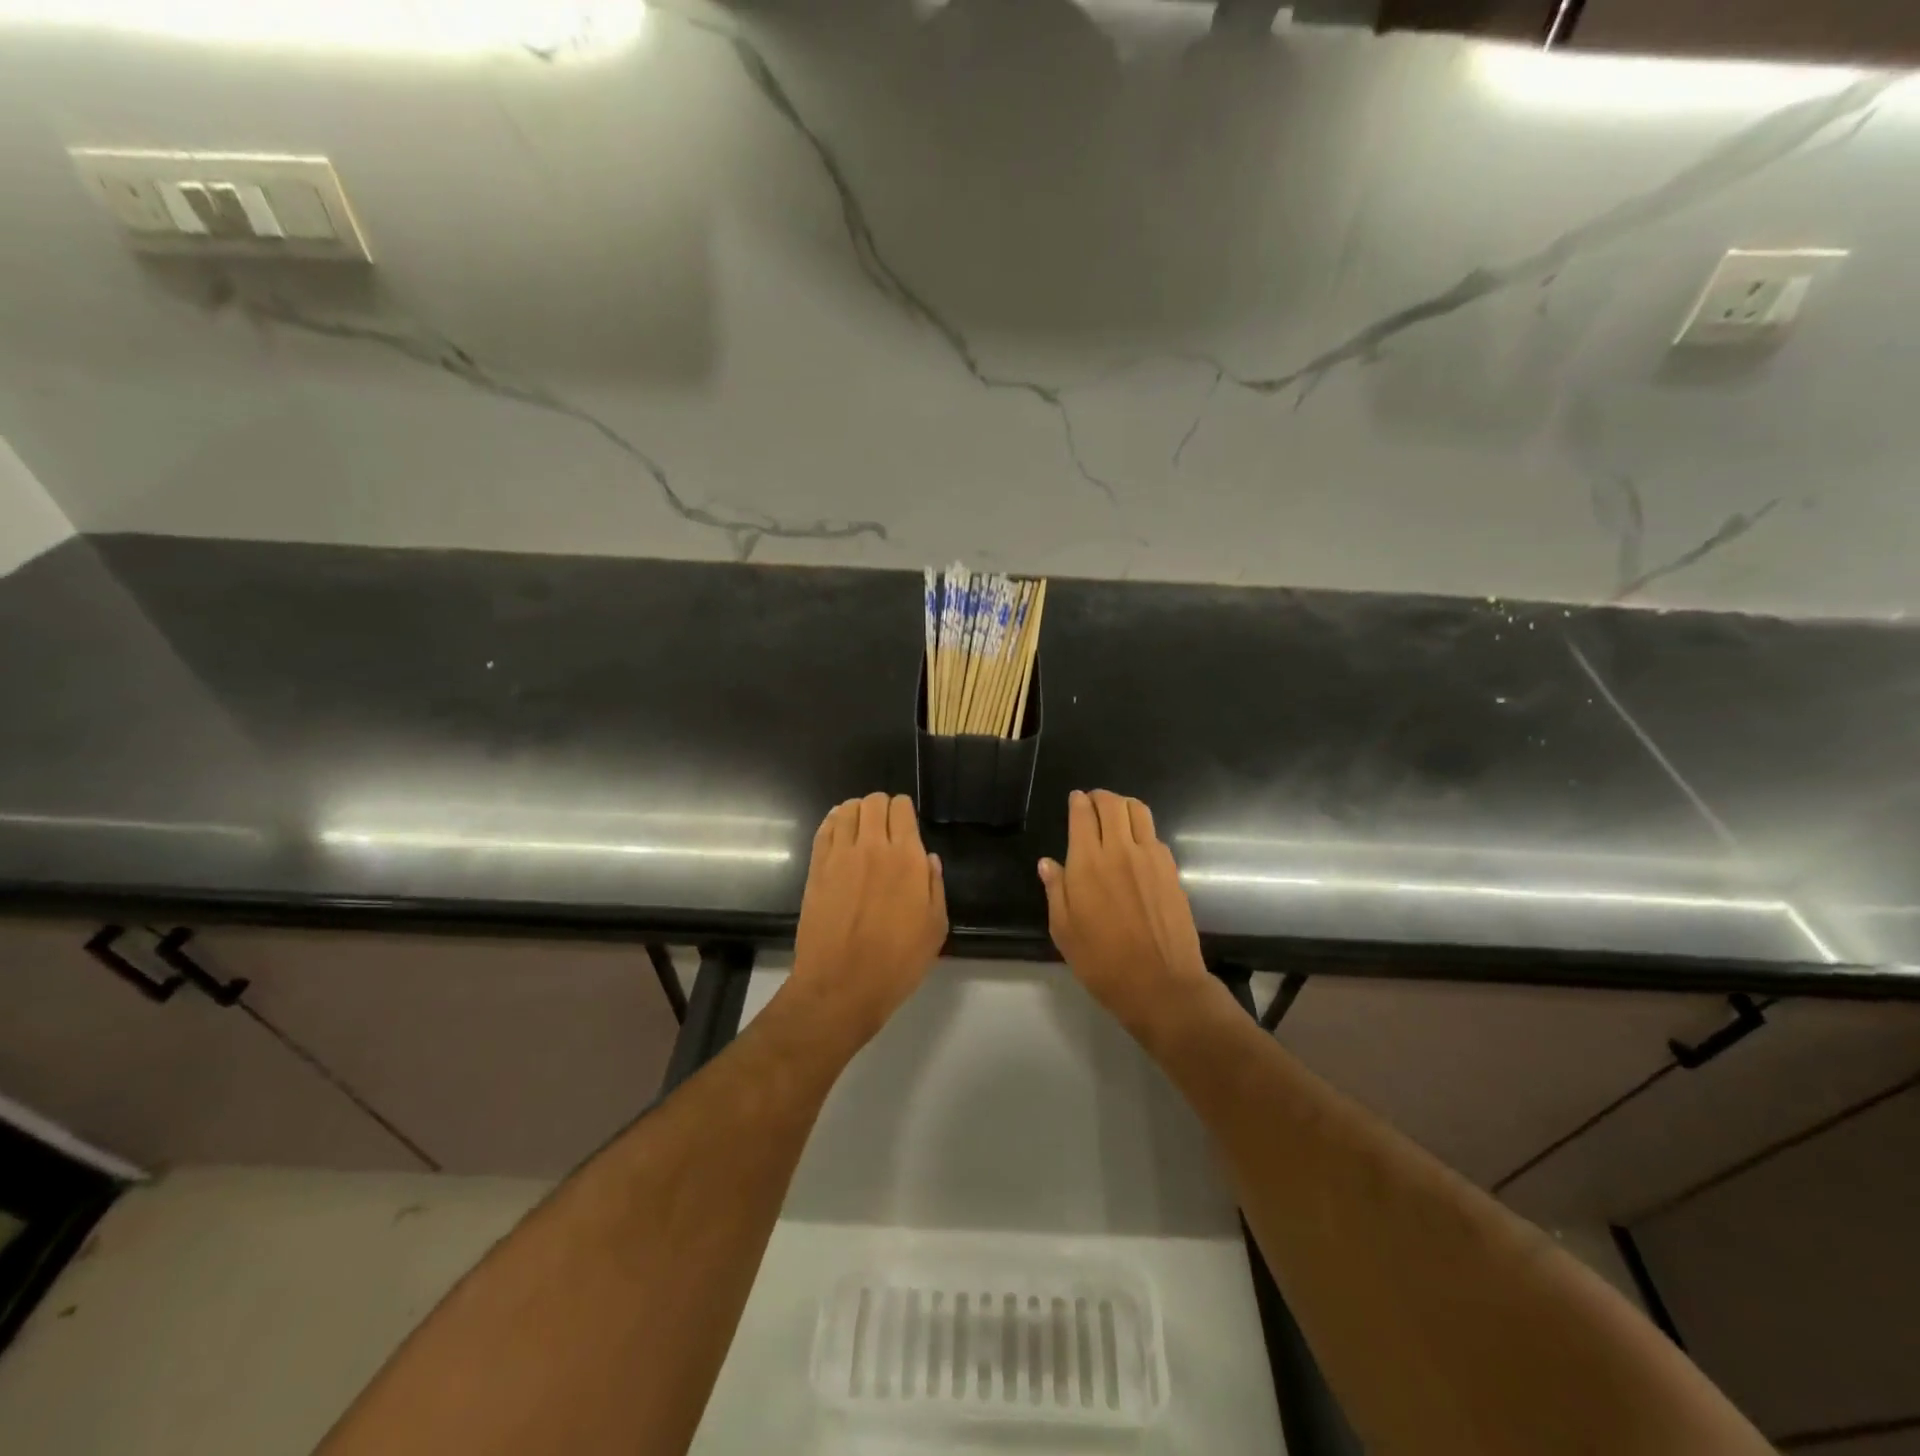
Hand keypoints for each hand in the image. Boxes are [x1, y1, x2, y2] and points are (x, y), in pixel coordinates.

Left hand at [789, 793, 946, 1044]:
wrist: (841, 986)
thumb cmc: (897, 962)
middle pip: (873, 801)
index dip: (904, 811)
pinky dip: (834, 822)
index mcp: (907, 858)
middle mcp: (873, 847)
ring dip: (857, 812)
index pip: (902, 808)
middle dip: (882, 807)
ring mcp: (840, 855)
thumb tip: (928, 858)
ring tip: (861, 829)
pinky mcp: (816, 868)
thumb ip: (934, 886)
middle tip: (884, 828)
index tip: (905, 827)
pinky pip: (824, 828)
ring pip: (847, 809)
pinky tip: (840, 834)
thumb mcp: (935, 928)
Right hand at [1040, 790, 1213, 1037]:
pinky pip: (1155, 835)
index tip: (1075, 800)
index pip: (1082, 814)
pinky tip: (1136, 847)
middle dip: (1100, 797)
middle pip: (1112, 804)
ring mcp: (1150, 858)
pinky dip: (1142, 830)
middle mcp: (1119, 851)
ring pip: (1139, 811)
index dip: (1077, 802)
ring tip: (1116, 816)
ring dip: (1124, 806)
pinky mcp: (1171, 870)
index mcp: (1087, 863)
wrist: (1161, 984)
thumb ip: (1055, 891)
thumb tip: (1048, 863)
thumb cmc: (1103, 962)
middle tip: (1093, 803)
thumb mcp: (1064, 931)